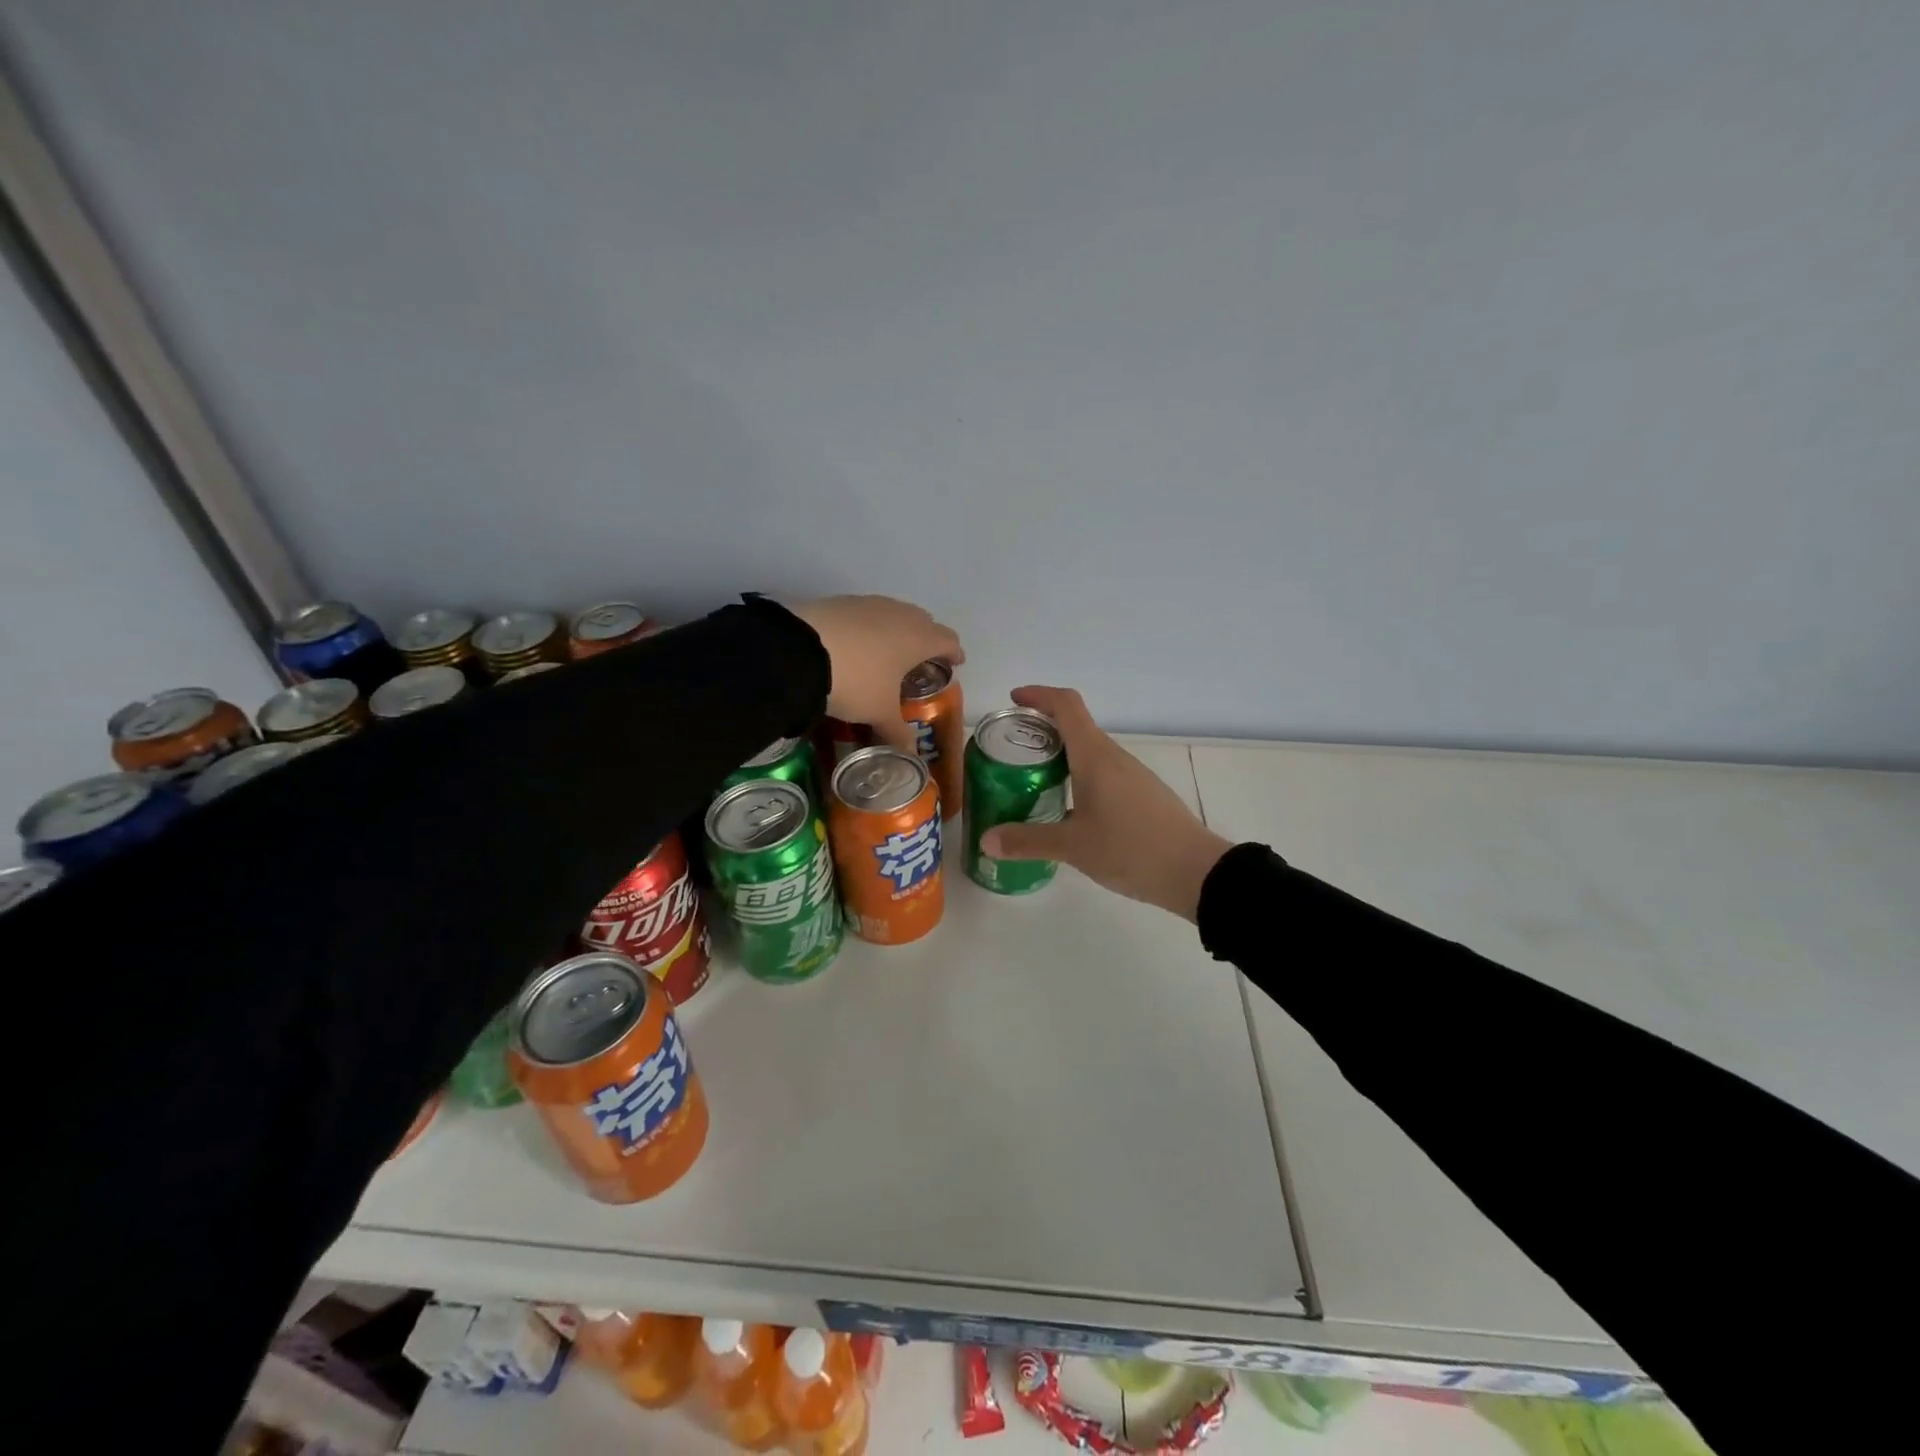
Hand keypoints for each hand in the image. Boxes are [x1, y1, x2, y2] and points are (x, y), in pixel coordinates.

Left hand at [789, 595, 963, 754]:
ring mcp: (870, 604)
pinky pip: (867, 613)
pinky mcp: (841, 602)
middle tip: (920, 662)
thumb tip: (911, 756)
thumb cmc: (856, 680)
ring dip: (897, 631)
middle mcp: (900, 614)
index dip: (954, 653)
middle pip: (924, 622)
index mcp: (919, 638)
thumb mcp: (878, 712)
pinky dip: (869, 628)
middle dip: (926, 640)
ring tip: (887, 654)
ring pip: (895, 614)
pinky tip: (856, 646)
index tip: (955, 663)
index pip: (948, 640)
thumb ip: (898, 733)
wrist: (799, 650)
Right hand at [978, 686, 1232, 920]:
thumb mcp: (1072, 847)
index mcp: (1095, 756)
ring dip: (1060, 754)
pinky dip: (1078, 776)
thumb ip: (1027, 841)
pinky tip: (1067, 807)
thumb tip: (986, 840)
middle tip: (1011, 749)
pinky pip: (1103, 772)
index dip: (1038, 695)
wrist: (1196, 872)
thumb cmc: (1131, 848)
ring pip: (1090, 752)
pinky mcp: (1142, 795)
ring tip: (1032, 778)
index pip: (1066, 705)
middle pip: (1076, 726)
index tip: (1013, 701)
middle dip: (1042, 729)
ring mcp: (1132, 776)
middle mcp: (1114, 757)